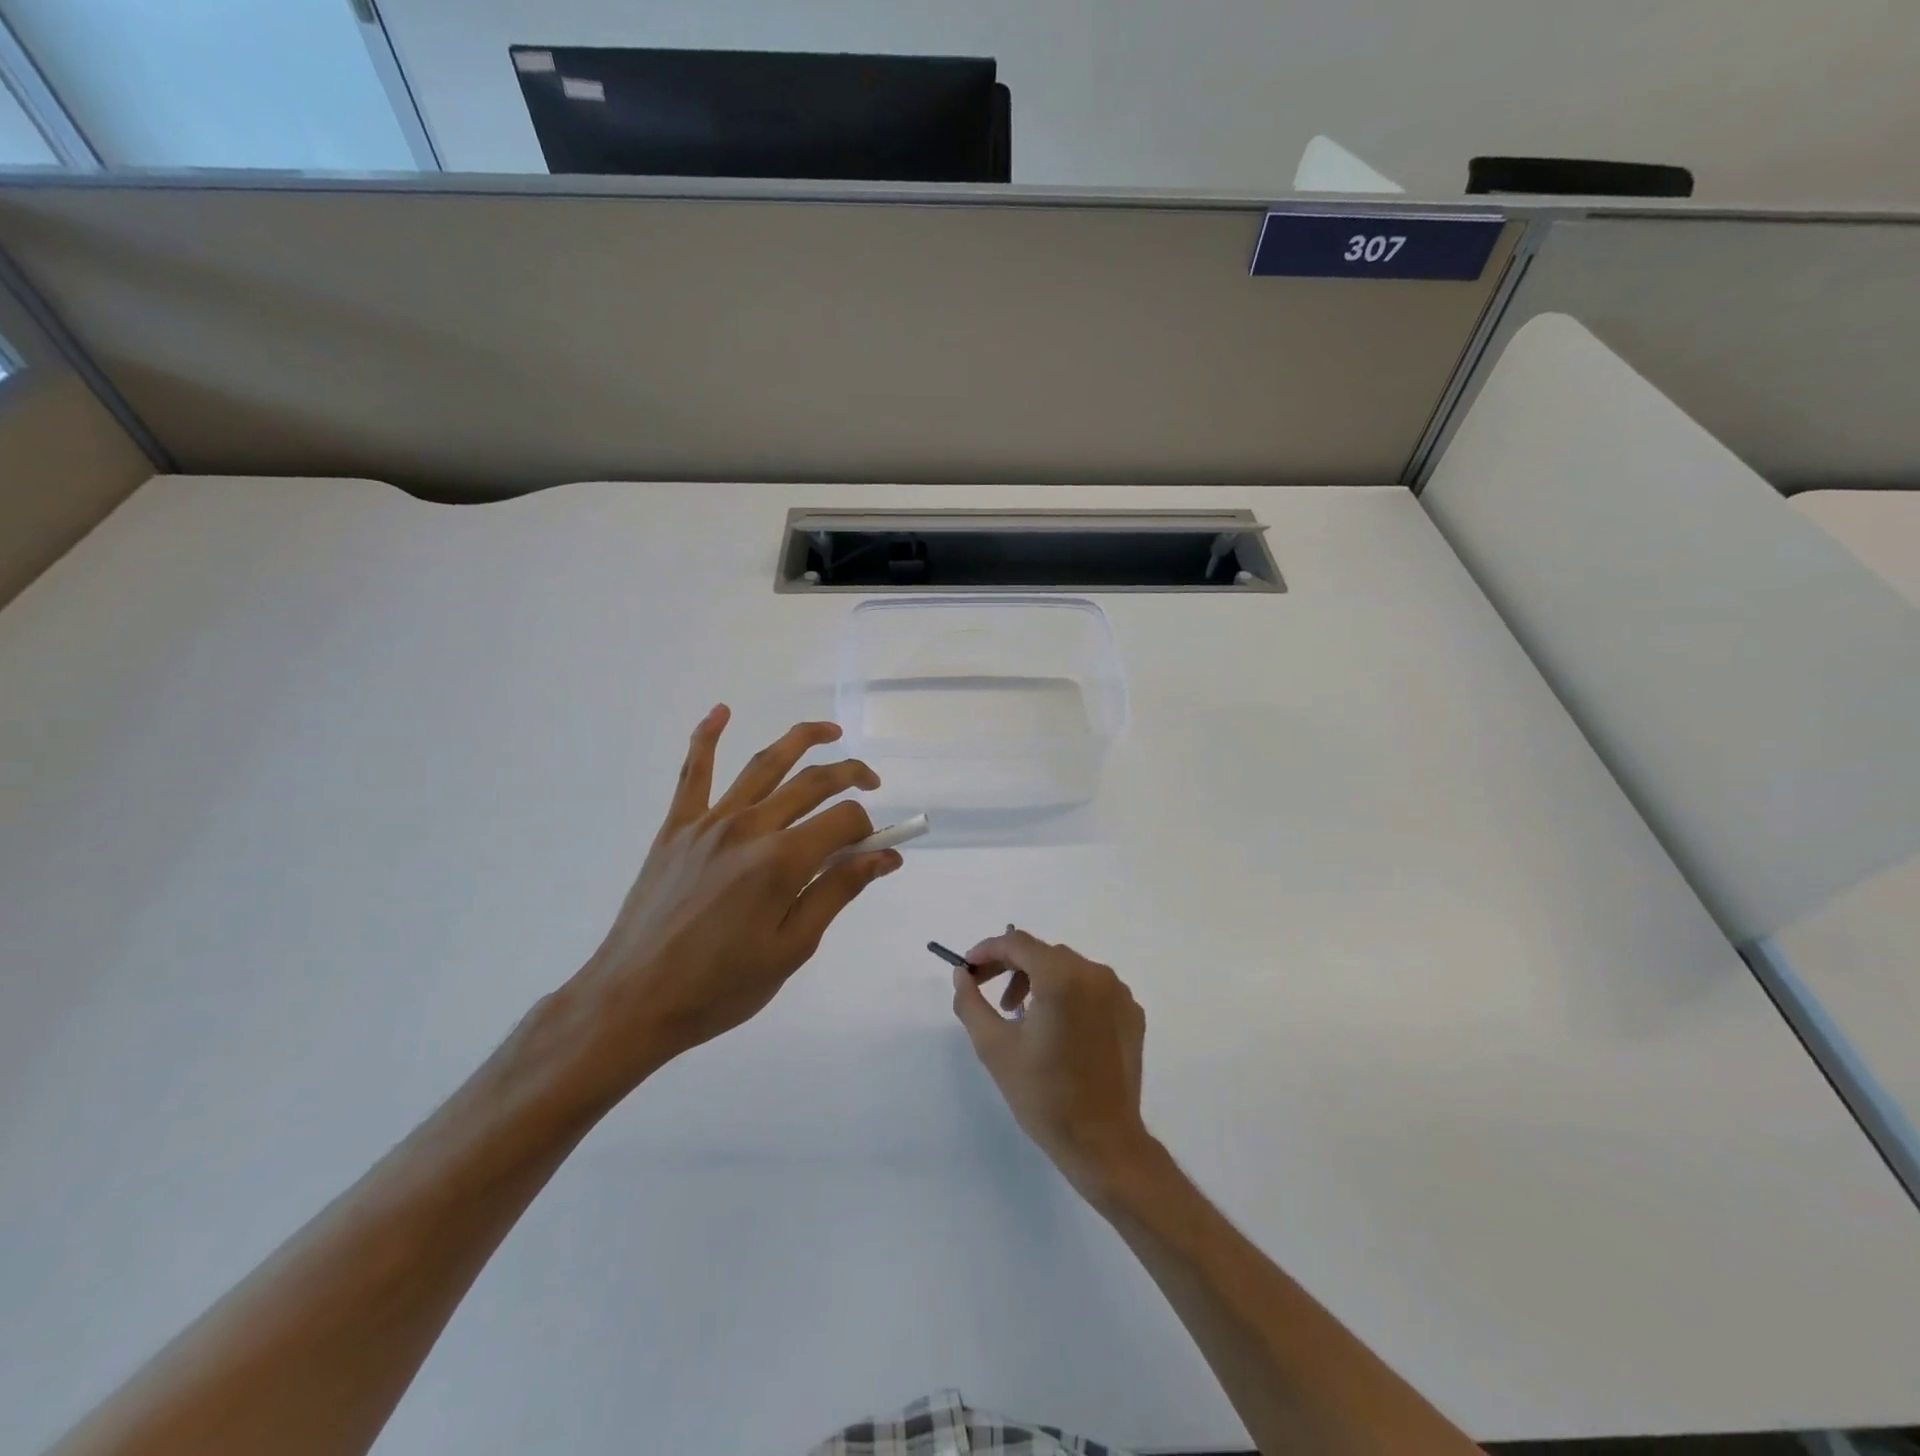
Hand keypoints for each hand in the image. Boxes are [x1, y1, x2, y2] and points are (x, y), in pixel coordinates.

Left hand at [563, 706, 901, 1095]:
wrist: (634, 999)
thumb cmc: (721, 986)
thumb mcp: (793, 948)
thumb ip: (839, 891)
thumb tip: (886, 856)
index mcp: (782, 861)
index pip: (844, 820)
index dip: (869, 830)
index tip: (877, 849)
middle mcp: (750, 827)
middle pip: (813, 782)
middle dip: (851, 775)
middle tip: (871, 781)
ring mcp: (709, 821)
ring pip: (764, 765)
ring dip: (802, 740)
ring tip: (830, 732)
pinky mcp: (676, 826)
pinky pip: (693, 772)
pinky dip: (706, 737)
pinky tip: (721, 711)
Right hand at [950, 928, 1155, 1200]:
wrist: (1103, 1143)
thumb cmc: (1044, 1095)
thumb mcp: (994, 1047)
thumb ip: (971, 1002)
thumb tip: (962, 974)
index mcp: (1062, 977)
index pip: (1017, 943)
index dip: (987, 950)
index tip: (967, 969)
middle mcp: (1095, 974)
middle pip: (1043, 953)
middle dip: (1010, 966)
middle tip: (987, 992)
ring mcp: (1119, 993)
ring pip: (1068, 968)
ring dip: (1038, 980)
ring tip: (1020, 1015)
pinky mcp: (1131, 1013)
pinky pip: (1091, 988)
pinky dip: (1068, 995)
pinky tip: (1056, 1029)